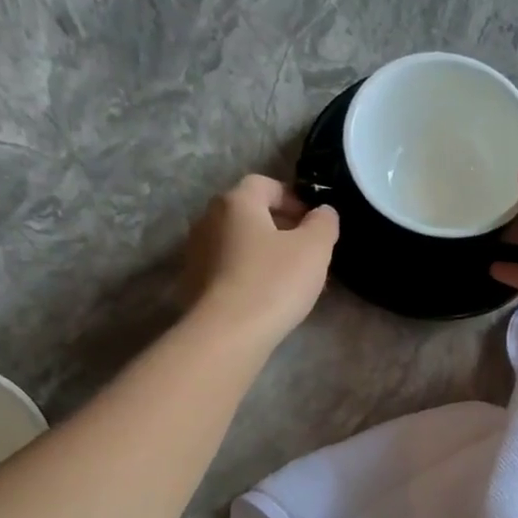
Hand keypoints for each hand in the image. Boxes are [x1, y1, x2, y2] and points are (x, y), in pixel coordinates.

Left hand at [184, 175, 338, 347]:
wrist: (228, 333)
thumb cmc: (274, 282)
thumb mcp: (314, 249)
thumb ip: (324, 223)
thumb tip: (323, 212)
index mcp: (237, 202)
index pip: (265, 184)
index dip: (293, 198)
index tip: (314, 222)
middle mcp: (209, 219)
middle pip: (250, 213)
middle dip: (280, 227)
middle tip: (307, 252)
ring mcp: (197, 251)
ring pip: (239, 242)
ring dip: (264, 252)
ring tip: (289, 278)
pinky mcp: (194, 282)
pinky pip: (228, 267)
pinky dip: (248, 273)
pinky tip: (266, 297)